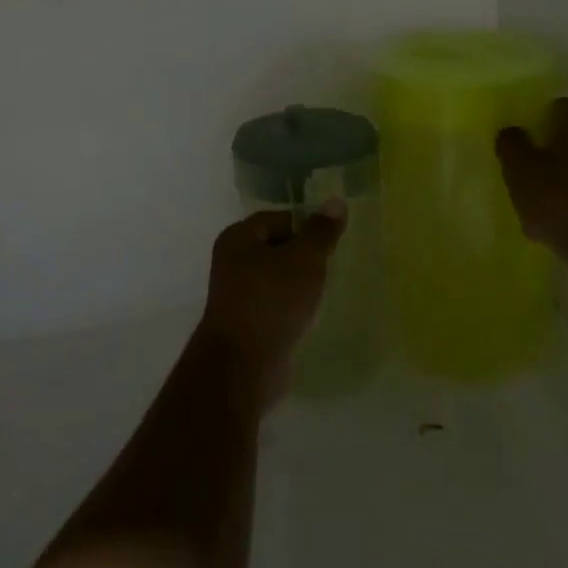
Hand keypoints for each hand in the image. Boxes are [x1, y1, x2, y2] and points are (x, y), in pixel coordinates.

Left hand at [196, 203, 345, 406]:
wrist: (243, 367)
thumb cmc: (272, 301)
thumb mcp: (305, 260)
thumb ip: (321, 231)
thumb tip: (336, 201)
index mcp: (239, 237)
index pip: (279, 219)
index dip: (306, 226)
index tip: (331, 242)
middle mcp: (231, 261)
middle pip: (276, 247)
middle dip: (303, 256)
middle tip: (331, 265)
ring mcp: (236, 295)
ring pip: (275, 278)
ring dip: (297, 284)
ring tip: (324, 291)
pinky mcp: (245, 325)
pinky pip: (273, 305)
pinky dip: (290, 308)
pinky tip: (309, 316)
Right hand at [496, 98, 567, 305]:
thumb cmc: (562, 202)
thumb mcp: (519, 169)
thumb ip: (511, 143)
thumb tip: (513, 132)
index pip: (551, 110)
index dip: (531, 131)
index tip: (518, 155)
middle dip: (550, 157)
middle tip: (529, 181)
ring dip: (567, 181)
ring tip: (544, 210)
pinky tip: (566, 225)